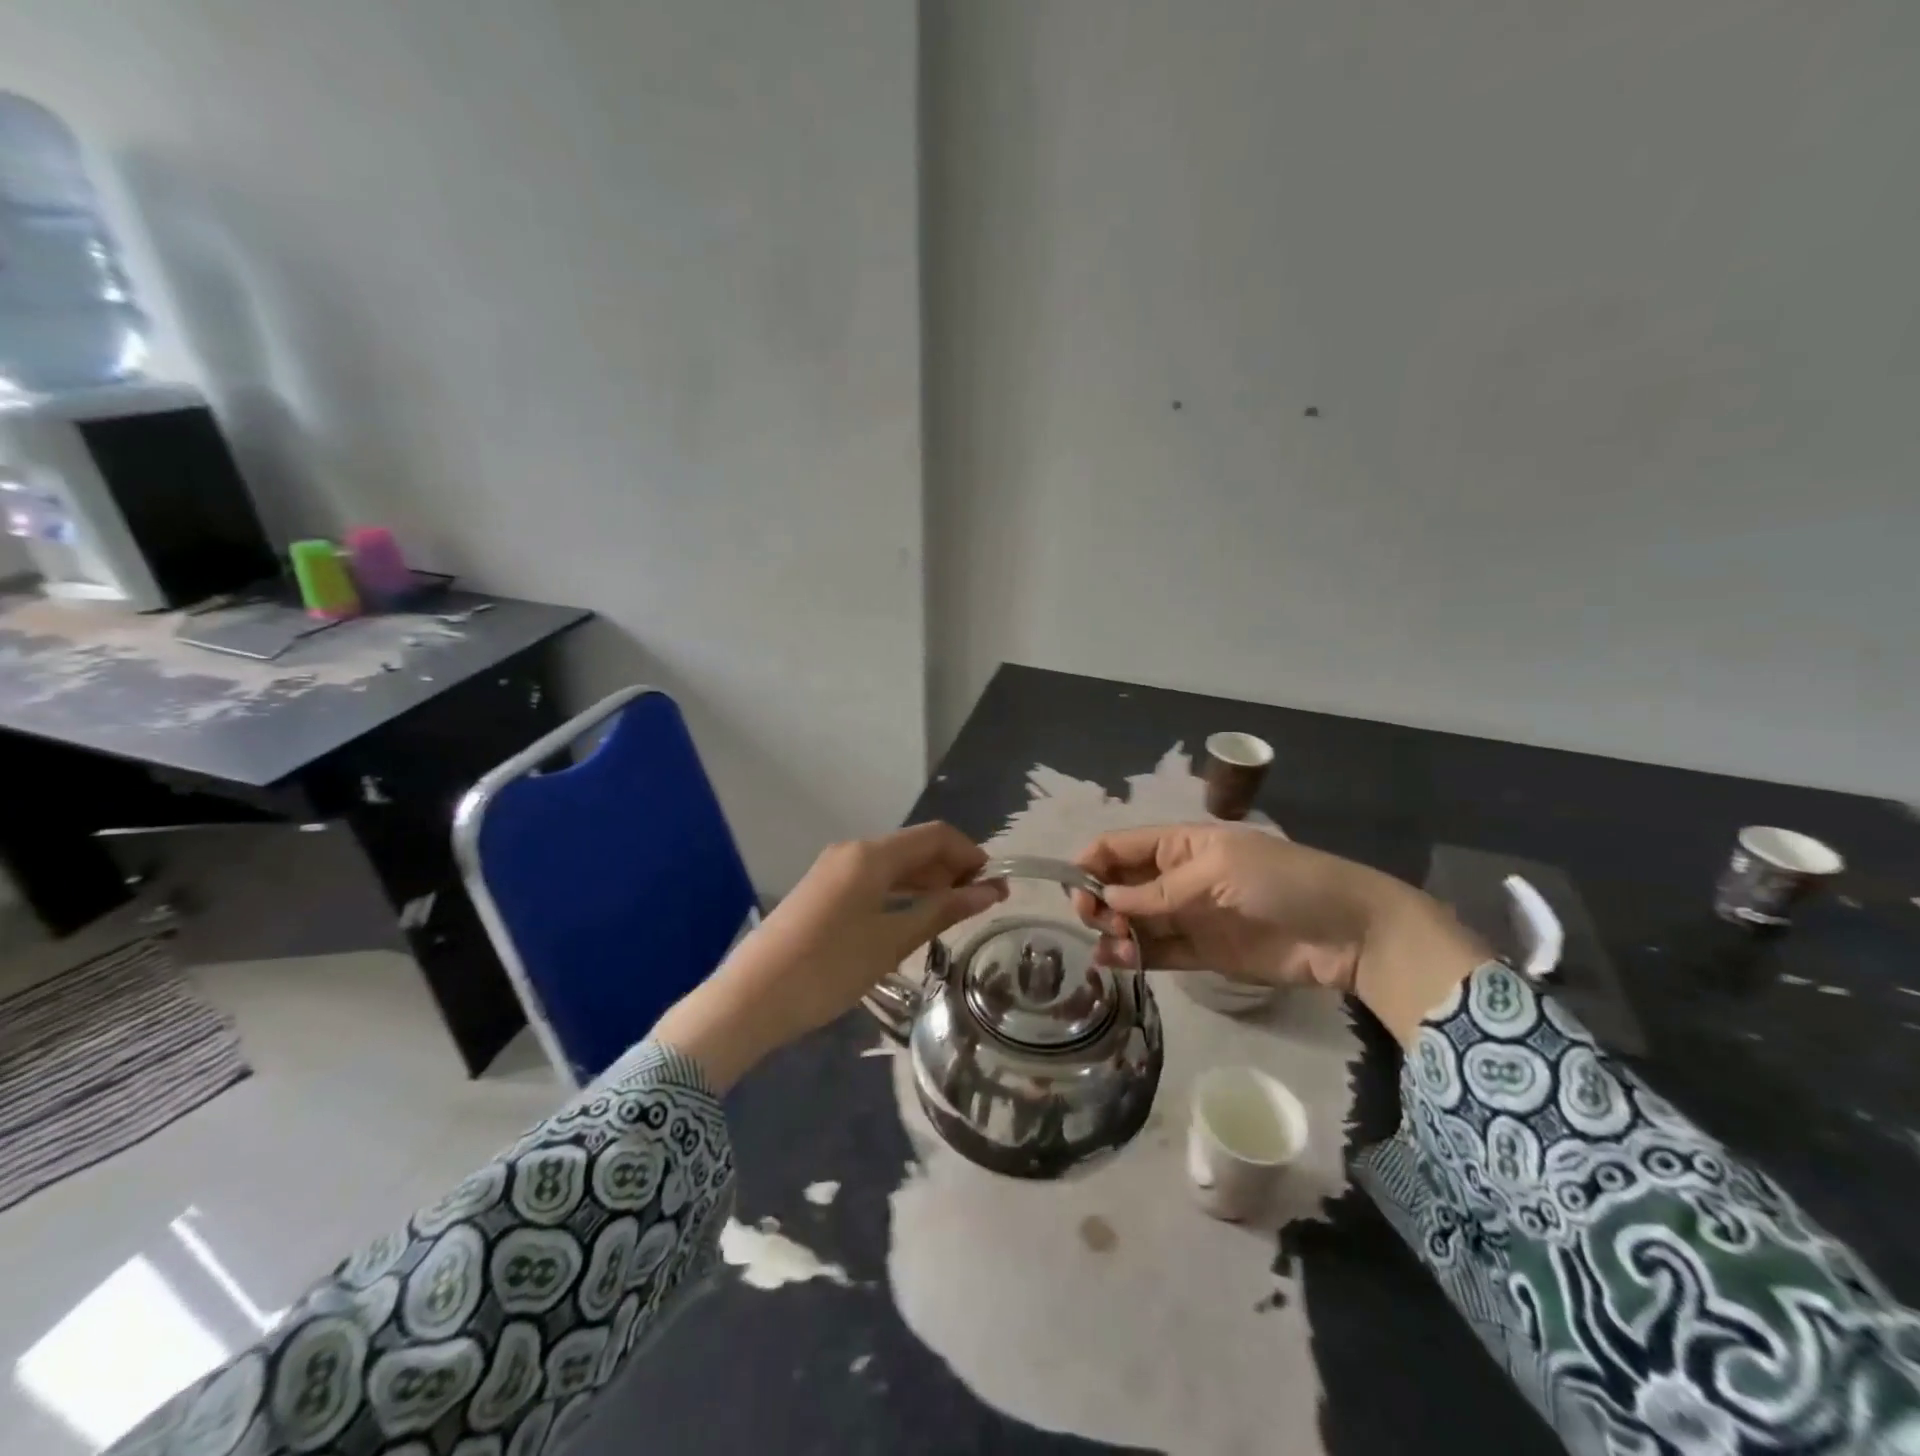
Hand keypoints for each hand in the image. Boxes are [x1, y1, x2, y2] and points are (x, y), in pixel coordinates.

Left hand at [651, 822, 1006, 1087]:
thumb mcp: (892, 941)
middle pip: (914, 847)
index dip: (970, 854)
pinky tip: (911, 917)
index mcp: (871, 854)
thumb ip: (942, 910)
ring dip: (925, 881)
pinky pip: (872, 879)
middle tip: (979, 904)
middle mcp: (852, 851)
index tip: (995, 885)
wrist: (750, 999)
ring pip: (892, 864)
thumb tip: (990, 890)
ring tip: (951, 913)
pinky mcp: (821, 891)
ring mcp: (832, 870)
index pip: (935, 835)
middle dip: (950, 868)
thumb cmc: (829, 968)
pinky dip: (899, 891)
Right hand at [1070, 824, 1485, 1045]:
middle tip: (1094, 919)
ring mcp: (1187, 916)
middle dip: (1099, 899)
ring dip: (1113, 930)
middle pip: (1121, 884)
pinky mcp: (1200, 953)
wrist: (1347, 933)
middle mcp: (1176, 877)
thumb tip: (1107, 898)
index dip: (1092, 861)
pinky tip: (1114, 960)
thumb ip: (1160, 889)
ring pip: (1133, 920)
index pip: (1121, 846)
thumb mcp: (1217, 871)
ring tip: (1109, 946)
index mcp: (1180, 844)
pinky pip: (1156, 951)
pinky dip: (1132, 955)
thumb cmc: (1281, 881)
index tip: (1072, 886)